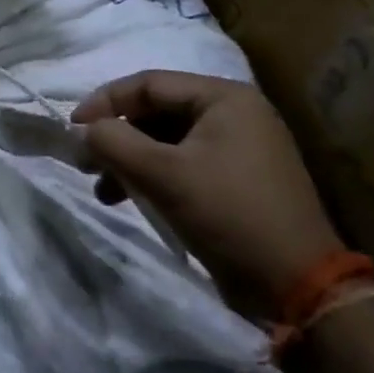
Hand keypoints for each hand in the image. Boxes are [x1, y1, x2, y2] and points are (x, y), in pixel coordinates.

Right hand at [72, 71, 343, 317]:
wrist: (300, 289)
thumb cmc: (230, 215)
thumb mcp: (163, 174)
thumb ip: (114, 141)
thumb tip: (83, 130)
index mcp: (224, 98)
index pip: (149, 83)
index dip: (105, 101)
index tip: (73, 129)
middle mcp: (235, 113)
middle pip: (157, 111)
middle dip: (117, 135)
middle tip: (85, 160)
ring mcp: (239, 148)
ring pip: (166, 140)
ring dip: (130, 160)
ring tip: (103, 188)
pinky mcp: (238, 180)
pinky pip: (183, 164)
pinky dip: (153, 177)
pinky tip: (130, 199)